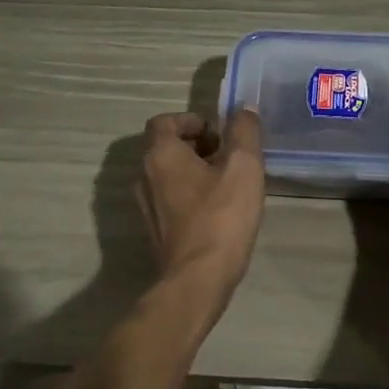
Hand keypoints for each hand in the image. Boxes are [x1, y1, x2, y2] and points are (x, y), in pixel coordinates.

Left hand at [138, 110, 265, 304]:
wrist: (198, 278)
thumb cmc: (221, 216)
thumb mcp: (244, 166)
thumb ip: (244, 131)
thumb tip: (244, 110)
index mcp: (160, 155)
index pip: (164, 122)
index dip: (190, 121)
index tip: (217, 132)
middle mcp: (144, 176)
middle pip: (165, 148)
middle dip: (196, 146)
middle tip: (228, 155)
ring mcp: (147, 206)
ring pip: (169, 175)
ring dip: (194, 171)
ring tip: (228, 182)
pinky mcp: (155, 231)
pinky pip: (171, 199)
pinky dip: (190, 194)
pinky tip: (218, 210)